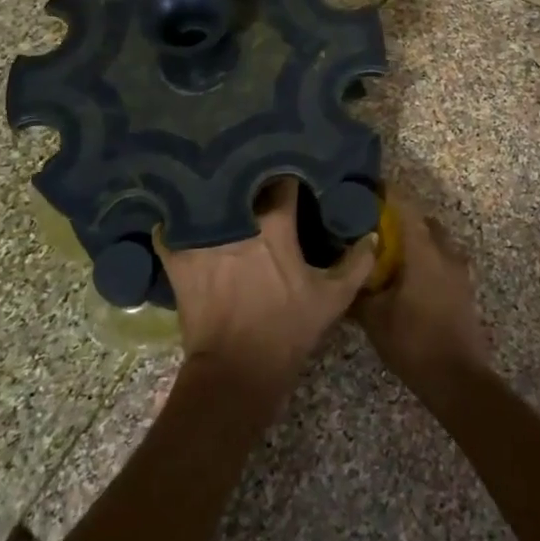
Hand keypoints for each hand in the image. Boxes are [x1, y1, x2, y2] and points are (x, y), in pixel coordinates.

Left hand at [157, 178, 372, 393]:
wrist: (236, 370)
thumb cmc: (287, 330)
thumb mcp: (332, 299)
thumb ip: (356, 264)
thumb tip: (370, 235)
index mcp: (275, 224)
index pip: (282, 180)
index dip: (287, 172)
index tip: (290, 170)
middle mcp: (236, 219)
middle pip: (240, 180)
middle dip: (247, 173)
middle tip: (253, 172)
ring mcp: (202, 236)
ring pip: (204, 196)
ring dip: (211, 190)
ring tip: (215, 182)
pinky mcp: (177, 256)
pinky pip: (169, 226)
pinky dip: (173, 220)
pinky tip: (179, 215)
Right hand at [354, 196, 488, 396]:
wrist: (458, 379)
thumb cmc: (413, 342)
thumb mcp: (374, 318)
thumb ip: (358, 290)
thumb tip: (343, 273)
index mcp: (423, 252)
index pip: (405, 207)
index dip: (388, 193)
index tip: (369, 187)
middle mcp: (445, 252)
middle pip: (423, 220)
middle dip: (402, 217)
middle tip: (374, 224)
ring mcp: (459, 270)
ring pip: (436, 240)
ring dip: (416, 239)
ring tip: (390, 251)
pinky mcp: (464, 288)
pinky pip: (443, 259)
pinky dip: (427, 257)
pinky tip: (408, 276)